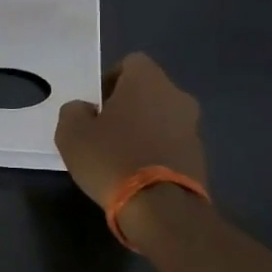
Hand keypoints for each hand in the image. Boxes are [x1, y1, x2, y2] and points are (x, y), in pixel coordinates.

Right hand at [54, 53, 207, 210]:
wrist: (160, 208)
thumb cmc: (111, 158)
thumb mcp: (71, 132)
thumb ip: (74, 111)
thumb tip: (85, 110)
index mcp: (148, 81)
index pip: (131, 62)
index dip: (110, 79)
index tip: (96, 105)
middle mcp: (177, 96)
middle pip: (148, 91)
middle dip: (128, 106)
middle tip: (105, 130)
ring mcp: (193, 128)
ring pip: (162, 118)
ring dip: (144, 129)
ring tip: (120, 156)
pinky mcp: (200, 157)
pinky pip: (171, 144)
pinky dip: (156, 152)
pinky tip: (137, 173)